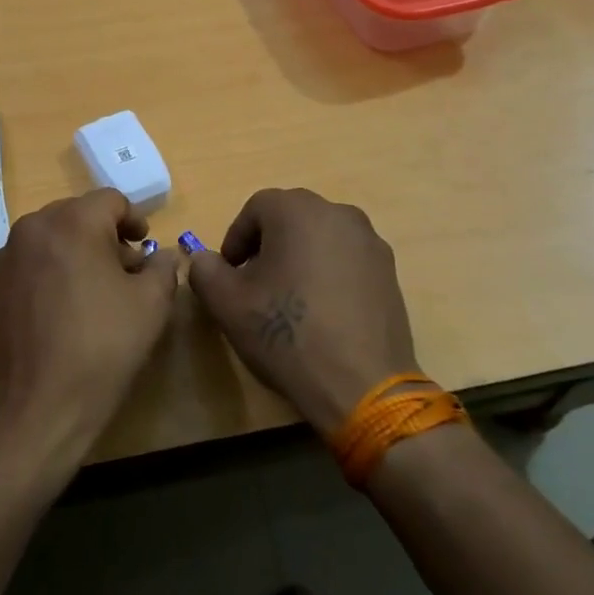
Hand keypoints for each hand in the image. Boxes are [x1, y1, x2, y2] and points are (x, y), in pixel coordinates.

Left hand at [0, 189, 179, 462]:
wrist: (37, 404)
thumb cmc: (101, 346)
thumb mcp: (151, 305)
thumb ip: (162, 268)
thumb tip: (160, 256)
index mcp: (73, 222)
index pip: (111, 200)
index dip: (135, 220)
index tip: (146, 247)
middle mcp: (35, 226)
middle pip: (80, 214)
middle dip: (107, 235)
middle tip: (128, 270)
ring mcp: (9, 254)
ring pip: (54, 235)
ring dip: (80, 250)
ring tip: (99, 289)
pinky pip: (34, 258)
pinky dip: (55, 267)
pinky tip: (68, 305)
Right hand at [186, 189, 424, 434]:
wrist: (361, 385)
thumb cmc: (286, 334)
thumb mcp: (226, 303)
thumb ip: (205, 270)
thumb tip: (204, 258)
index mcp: (297, 210)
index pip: (255, 209)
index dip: (236, 240)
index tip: (230, 274)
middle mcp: (338, 213)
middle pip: (290, 218)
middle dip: (268, 246)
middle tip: (255, 285)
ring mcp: (369, 242)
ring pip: (320, 237)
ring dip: (300, 257)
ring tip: (289, 299)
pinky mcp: (389, 271)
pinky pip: (346, 259)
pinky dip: (329, 273)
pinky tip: (322, 312)